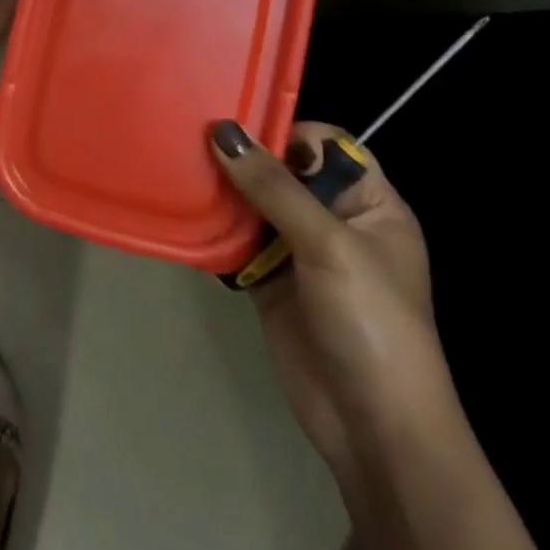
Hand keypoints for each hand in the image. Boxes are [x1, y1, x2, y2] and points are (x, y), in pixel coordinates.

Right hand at [211, 119, 461, 492]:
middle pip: (284, 172)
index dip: (286, 132)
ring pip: (255, 205)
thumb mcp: (328, 244)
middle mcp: (334, 221)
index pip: (327, 146)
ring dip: (223, 192)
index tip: (236, 125)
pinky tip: (183, 213)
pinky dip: (214, 231)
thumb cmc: (369, 320)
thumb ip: (274, 187)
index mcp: (370, 205)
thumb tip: (223, 133)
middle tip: (190, 138)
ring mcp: (299, 253)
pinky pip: (237, 243)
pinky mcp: (269, 282)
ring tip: (177, 167)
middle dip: (244, 158)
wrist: (372, 424)